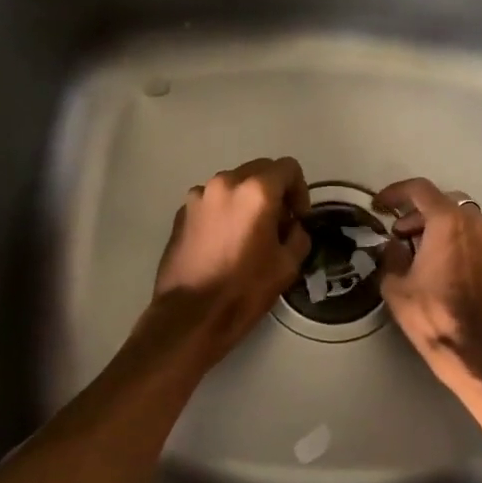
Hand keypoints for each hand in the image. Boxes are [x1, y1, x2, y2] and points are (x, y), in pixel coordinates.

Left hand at [152, 157, 311, 362]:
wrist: (191, 314)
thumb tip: (292, 226)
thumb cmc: (244, 290)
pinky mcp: (181, 212)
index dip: (300, 190)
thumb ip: (298, 235)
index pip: (288, 168)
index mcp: (256, 191)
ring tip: (249, 234)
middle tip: (277, 225)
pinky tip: (224, 242)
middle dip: (274, 191)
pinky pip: (212, 201)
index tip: (297, 218)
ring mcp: (198, 196)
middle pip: (260, 170)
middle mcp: (225, 183)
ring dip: (247, 200)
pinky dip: (224, 211)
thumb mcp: (288, 265)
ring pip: (234, 184)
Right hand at [376, 178, 481, 394]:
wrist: (475, 352)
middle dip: (420, 214)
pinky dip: (461, 250)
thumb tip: (394, 246)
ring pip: (466, 224)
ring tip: (423, 254)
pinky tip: (448, 274)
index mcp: (448, 223)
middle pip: (446, 203)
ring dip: (443, 231)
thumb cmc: (431, 315)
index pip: (421, 189)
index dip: (397, 191)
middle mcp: (477, 225)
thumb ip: (391, 256)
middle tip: (401, 234)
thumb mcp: (395, 286)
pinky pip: (479, 247)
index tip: (382, 204)